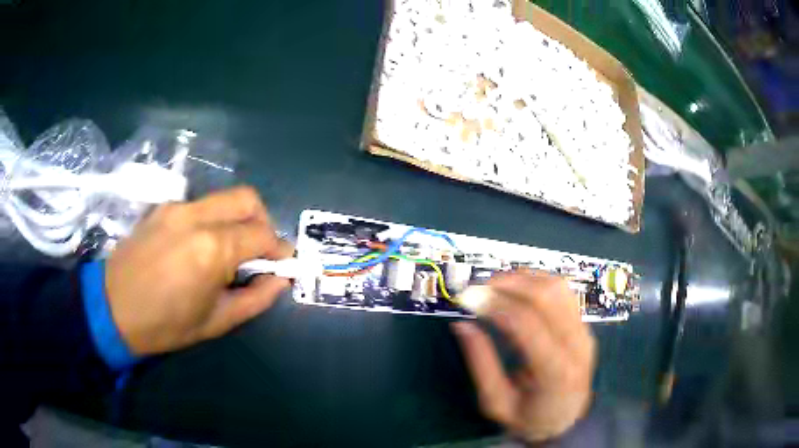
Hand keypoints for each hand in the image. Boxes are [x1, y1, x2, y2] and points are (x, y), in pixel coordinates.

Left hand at [106, 186, 293, 355]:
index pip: (262, 234)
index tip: (282, 264)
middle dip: (263, 222)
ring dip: (237, 219)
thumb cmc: (165, 324)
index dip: (279, 250)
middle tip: (260, 250)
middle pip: (247, 199)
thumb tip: (279, 280)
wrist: (112, 308)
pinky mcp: (163, 208)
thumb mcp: (216, 322)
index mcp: (212, 249)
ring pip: (223, 198)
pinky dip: (213, 220)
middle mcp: (196, 217)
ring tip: (229, 251)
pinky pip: (200, 205)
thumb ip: (256, 298)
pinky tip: (200, 246)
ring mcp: (177, 207)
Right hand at [452, 271, 596, 442]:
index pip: (528, 324)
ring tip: (495, 286)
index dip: (496, 305)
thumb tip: (462, 325)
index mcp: (556, 372)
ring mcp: (585, 331)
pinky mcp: (584, 325)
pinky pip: (563, 292)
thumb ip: (481, 364)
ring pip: (558, 287)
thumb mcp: (496, 403)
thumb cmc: (529, 418)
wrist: (567, 421)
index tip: (468, 298)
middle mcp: (577, 345)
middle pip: (547, 297)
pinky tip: (517, 289)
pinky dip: (537, 282)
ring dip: (523, 279)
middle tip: (478, 289)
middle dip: (508, 284)